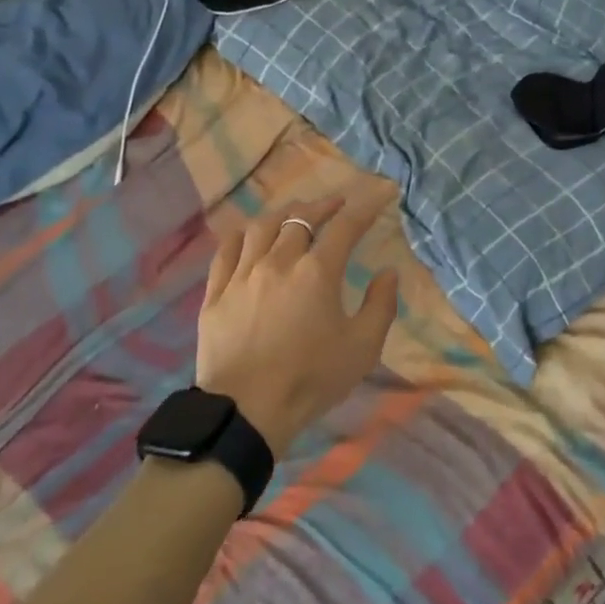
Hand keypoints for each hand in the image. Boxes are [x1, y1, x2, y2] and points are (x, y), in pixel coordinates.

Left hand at [196, 192, 400, 456]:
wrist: (246, 411)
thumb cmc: (311, 380)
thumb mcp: (362, 348)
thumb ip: (381, 305)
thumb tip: (388, 272)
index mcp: (317, 272)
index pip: (345, 226)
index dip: (365, 205)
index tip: (380, 192)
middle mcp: (278, 262)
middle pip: (300, 218)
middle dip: (322, 206)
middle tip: (336, 204)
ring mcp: (242, 275)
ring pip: (262, 227)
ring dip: (283, 213)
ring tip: (294, 213)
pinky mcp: (216, 293)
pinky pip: (226, 250)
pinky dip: (242, 235)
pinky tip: (248, 234)